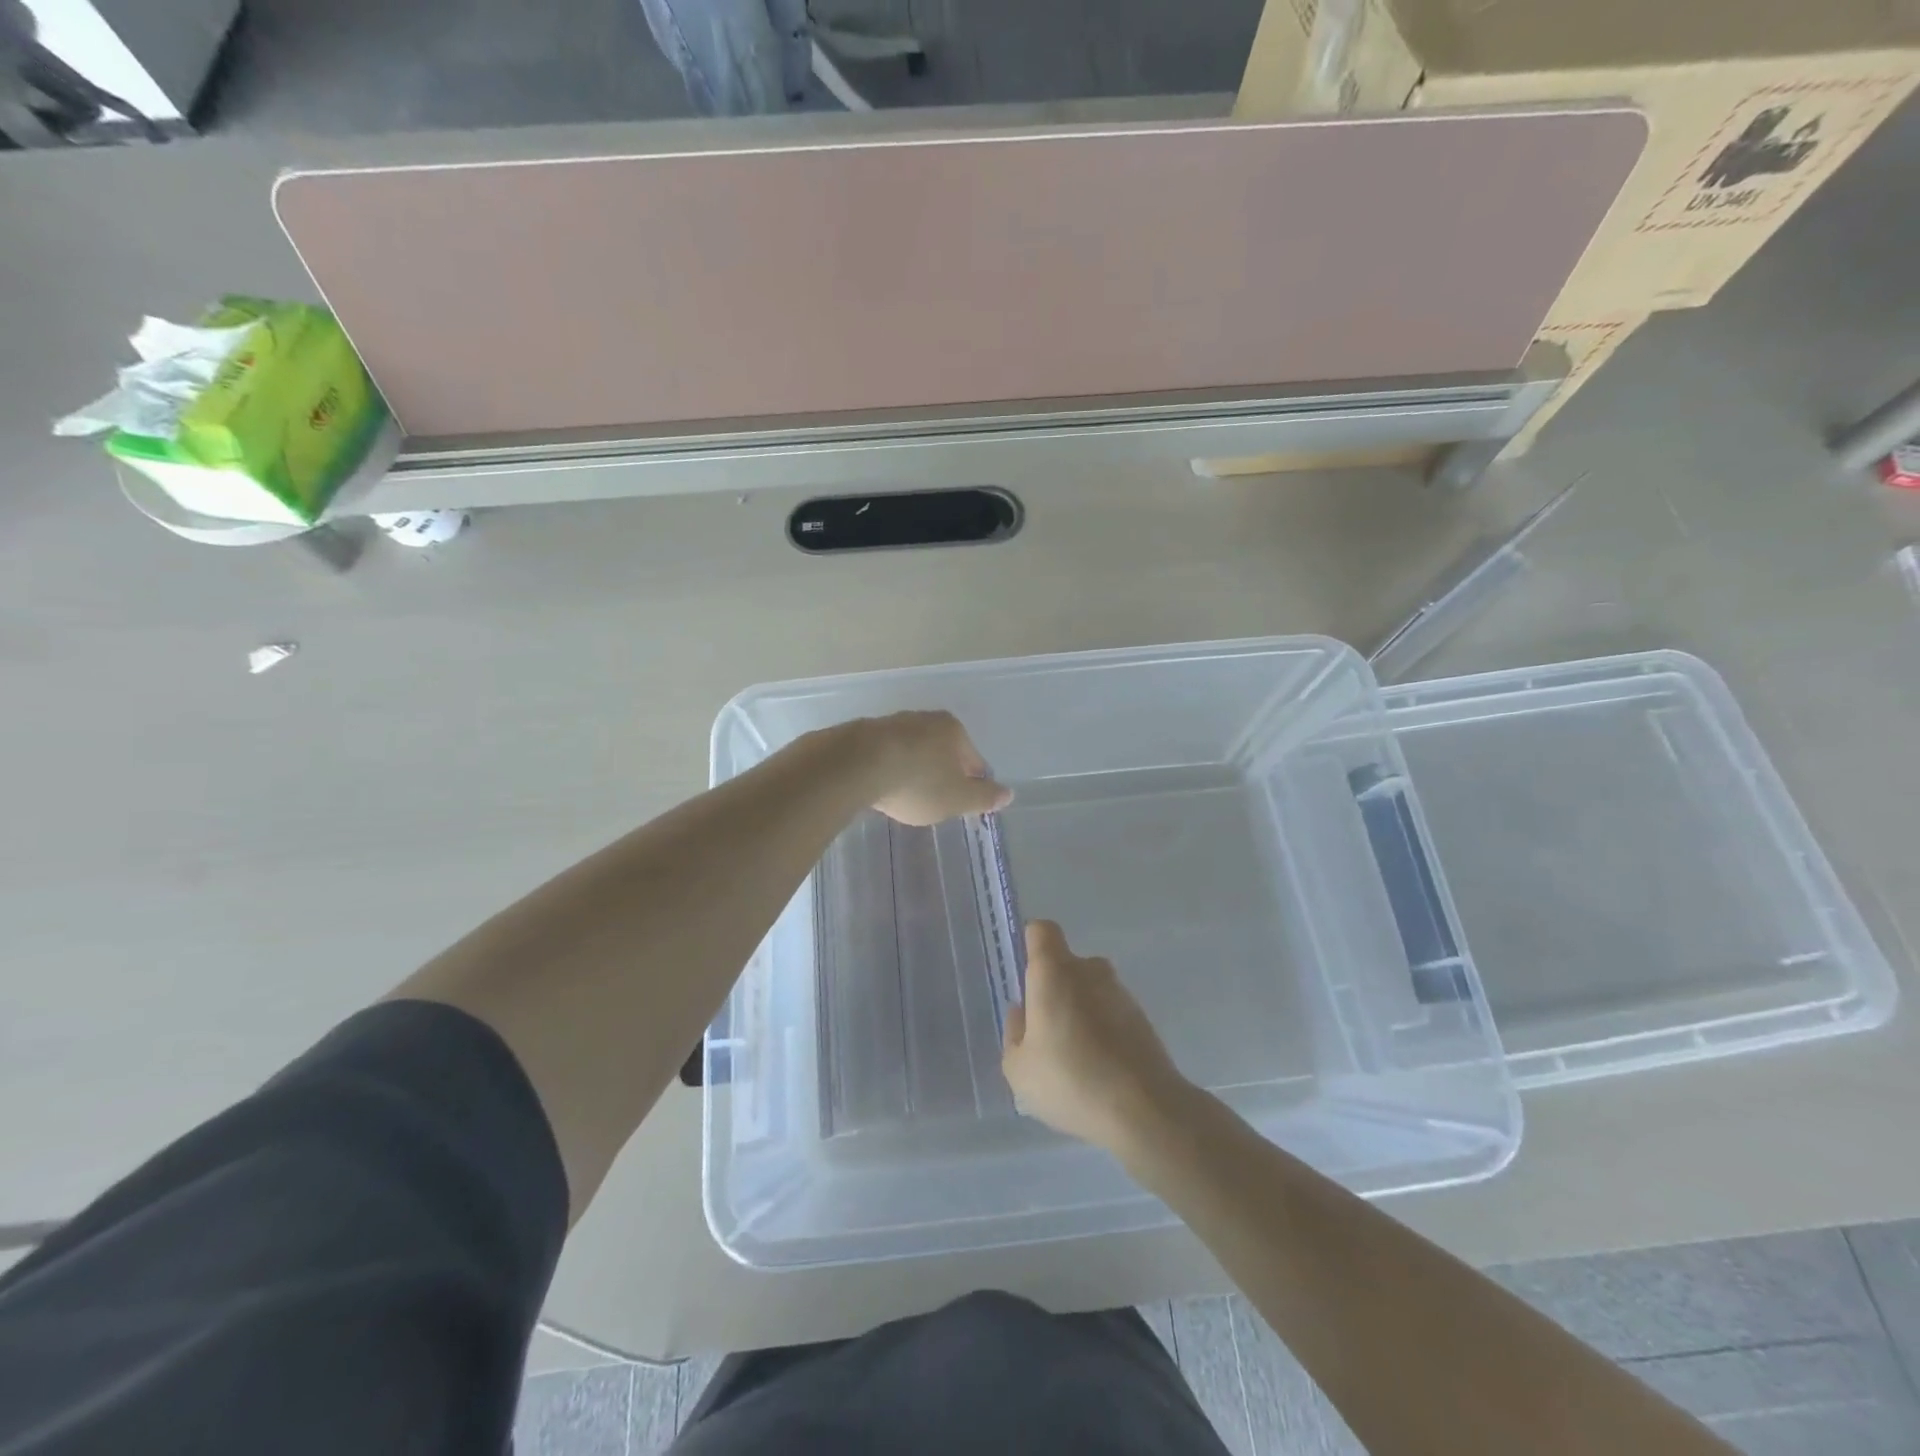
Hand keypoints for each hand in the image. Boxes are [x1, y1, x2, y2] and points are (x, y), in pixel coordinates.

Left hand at [862, 711, 1010, 826]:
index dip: (972, 784)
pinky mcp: (863, 733)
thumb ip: (984, 797)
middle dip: (941, 773)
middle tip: (934, 801)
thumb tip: (1009, 794)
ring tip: (906, 795)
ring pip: (912, 750)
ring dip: (913, 769)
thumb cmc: (917, 783)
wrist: (854, 766)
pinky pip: (885, 755)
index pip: (973, 760)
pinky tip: (881, 786)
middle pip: (942, 751)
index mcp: (953, 730)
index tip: (962, 803)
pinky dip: (888, 768)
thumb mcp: (957, 799)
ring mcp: (892, 723)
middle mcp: (924, 718)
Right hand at [1002, 920, 1190, 1153]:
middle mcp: (1089, 970)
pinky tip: (1097, 1070)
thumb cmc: (1070, 1080)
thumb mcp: (1018, 1068)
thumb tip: (1023, 1012)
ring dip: (1079, 1012)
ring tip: (1072, 1059)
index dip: (1030, 945)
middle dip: (1054, 988)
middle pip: (1066, 964)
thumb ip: (1014, 1033)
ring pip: (1090, 990)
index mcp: (1054, 971)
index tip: (1024, 977)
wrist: (1145, 1110)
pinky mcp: (1143, 1019)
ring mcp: (1121, 993)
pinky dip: (1102, 1031)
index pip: (1042, 931)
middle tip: (1044, 1031)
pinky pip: (1111, 1014)